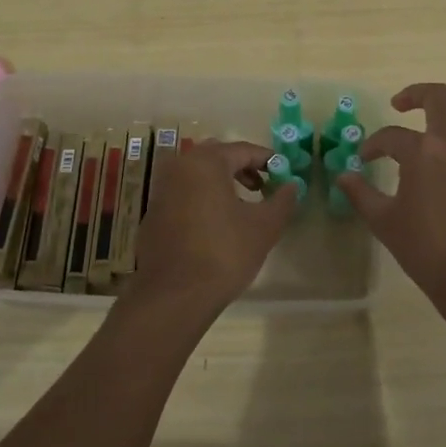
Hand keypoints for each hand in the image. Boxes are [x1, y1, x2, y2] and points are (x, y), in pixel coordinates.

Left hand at [127, 139, 296, 316]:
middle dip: (243, 169)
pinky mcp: (153, 213)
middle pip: (217, 157)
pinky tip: (216, 225)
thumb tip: (292, 185)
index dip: (267, 160)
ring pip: (198, 176)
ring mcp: (161, 190)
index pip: (243, 150)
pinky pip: (184, 194)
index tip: (284, 174)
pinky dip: (203, 199)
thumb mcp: (264, 227)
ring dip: (222, 184)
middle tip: (263, 187)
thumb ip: (282, 200)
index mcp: (205, 162)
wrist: (173, 296)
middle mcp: (179, 167)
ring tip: (243, 207)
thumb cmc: (224, 253)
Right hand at [336, 84, 445, 327]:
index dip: (374, 145)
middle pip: (439, 97)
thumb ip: (361, 194)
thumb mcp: (385, 224)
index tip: (367, 158)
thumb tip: (343, 176)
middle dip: (415, 94)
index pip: (391, 136)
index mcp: (424, 153)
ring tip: (441, 106)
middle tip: (402, 104)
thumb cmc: (430, 253)